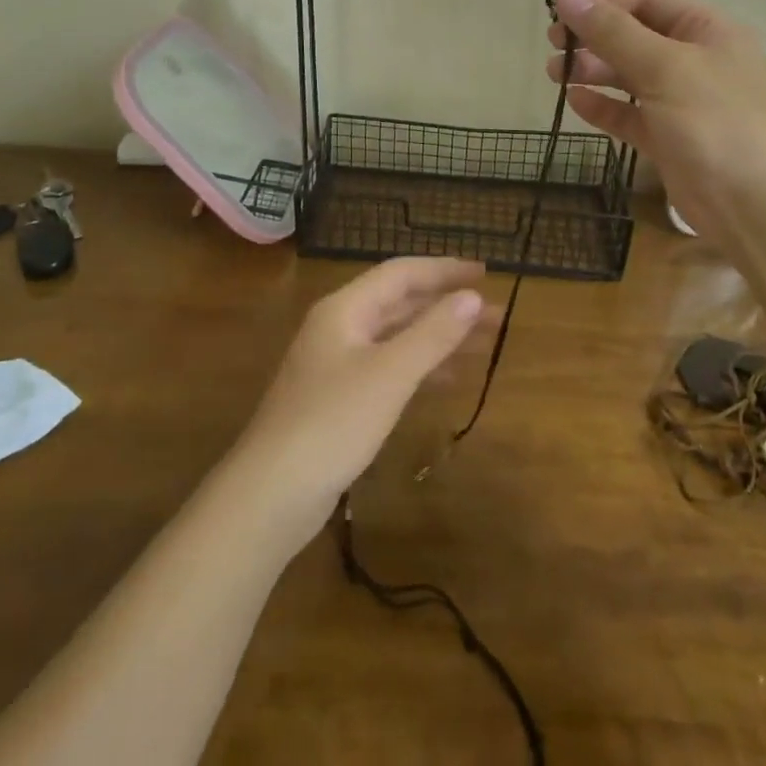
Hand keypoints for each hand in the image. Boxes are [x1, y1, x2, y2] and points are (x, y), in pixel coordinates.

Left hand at [235, 257, 491, 547]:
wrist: (270, 495)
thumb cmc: (332, 423)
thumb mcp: (390, 374)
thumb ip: (433, 333)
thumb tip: (473, 297)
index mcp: (346, 308)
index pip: (402, 273)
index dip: (444, 270)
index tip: (485, 273)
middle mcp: (340, 327)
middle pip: (401, 304)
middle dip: (448, 306)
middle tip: (496, 315)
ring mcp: (337, 364)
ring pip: (398, 337)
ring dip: (439, 337)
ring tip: (485, 344)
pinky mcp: (340, 399)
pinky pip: (390, 367)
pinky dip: (421, 367)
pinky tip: (449, 379)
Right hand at [547, 0, 765, 253]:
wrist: (759, 211)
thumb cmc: (718, 124)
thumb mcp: (666, 68)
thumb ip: (614, 32)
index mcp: (707, 29)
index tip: (560, 6)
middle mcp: (696, 59)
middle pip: (635, 32)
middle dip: (593, 33)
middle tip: (554, 42)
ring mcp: (683, 101)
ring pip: (629, 73)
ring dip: (592, 68)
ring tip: (555, 73)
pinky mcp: (669, 138)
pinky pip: (630, 113)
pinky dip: (604, 105)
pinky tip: (576, 102)